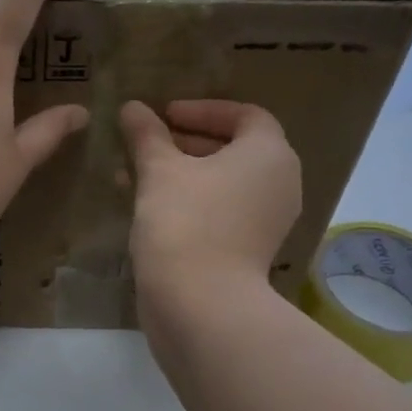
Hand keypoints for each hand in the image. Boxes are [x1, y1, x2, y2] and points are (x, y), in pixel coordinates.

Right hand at [120, 99, 300, 299]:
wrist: (201, 303)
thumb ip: (147, 135)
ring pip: (223, 182)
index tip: (165, 115)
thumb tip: (132, 107)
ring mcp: (267, 221)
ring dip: (182, 172)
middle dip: (186, 141)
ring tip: (137, 173)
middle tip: (147, 142)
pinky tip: (148, 205)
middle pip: (234, 148)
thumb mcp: (159, 170)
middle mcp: (279, 183)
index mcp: (269, 154)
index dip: (203, 109)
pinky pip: (220, 210)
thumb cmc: (185, 220)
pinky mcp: (249, 249)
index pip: (245, 115)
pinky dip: (190, 200)